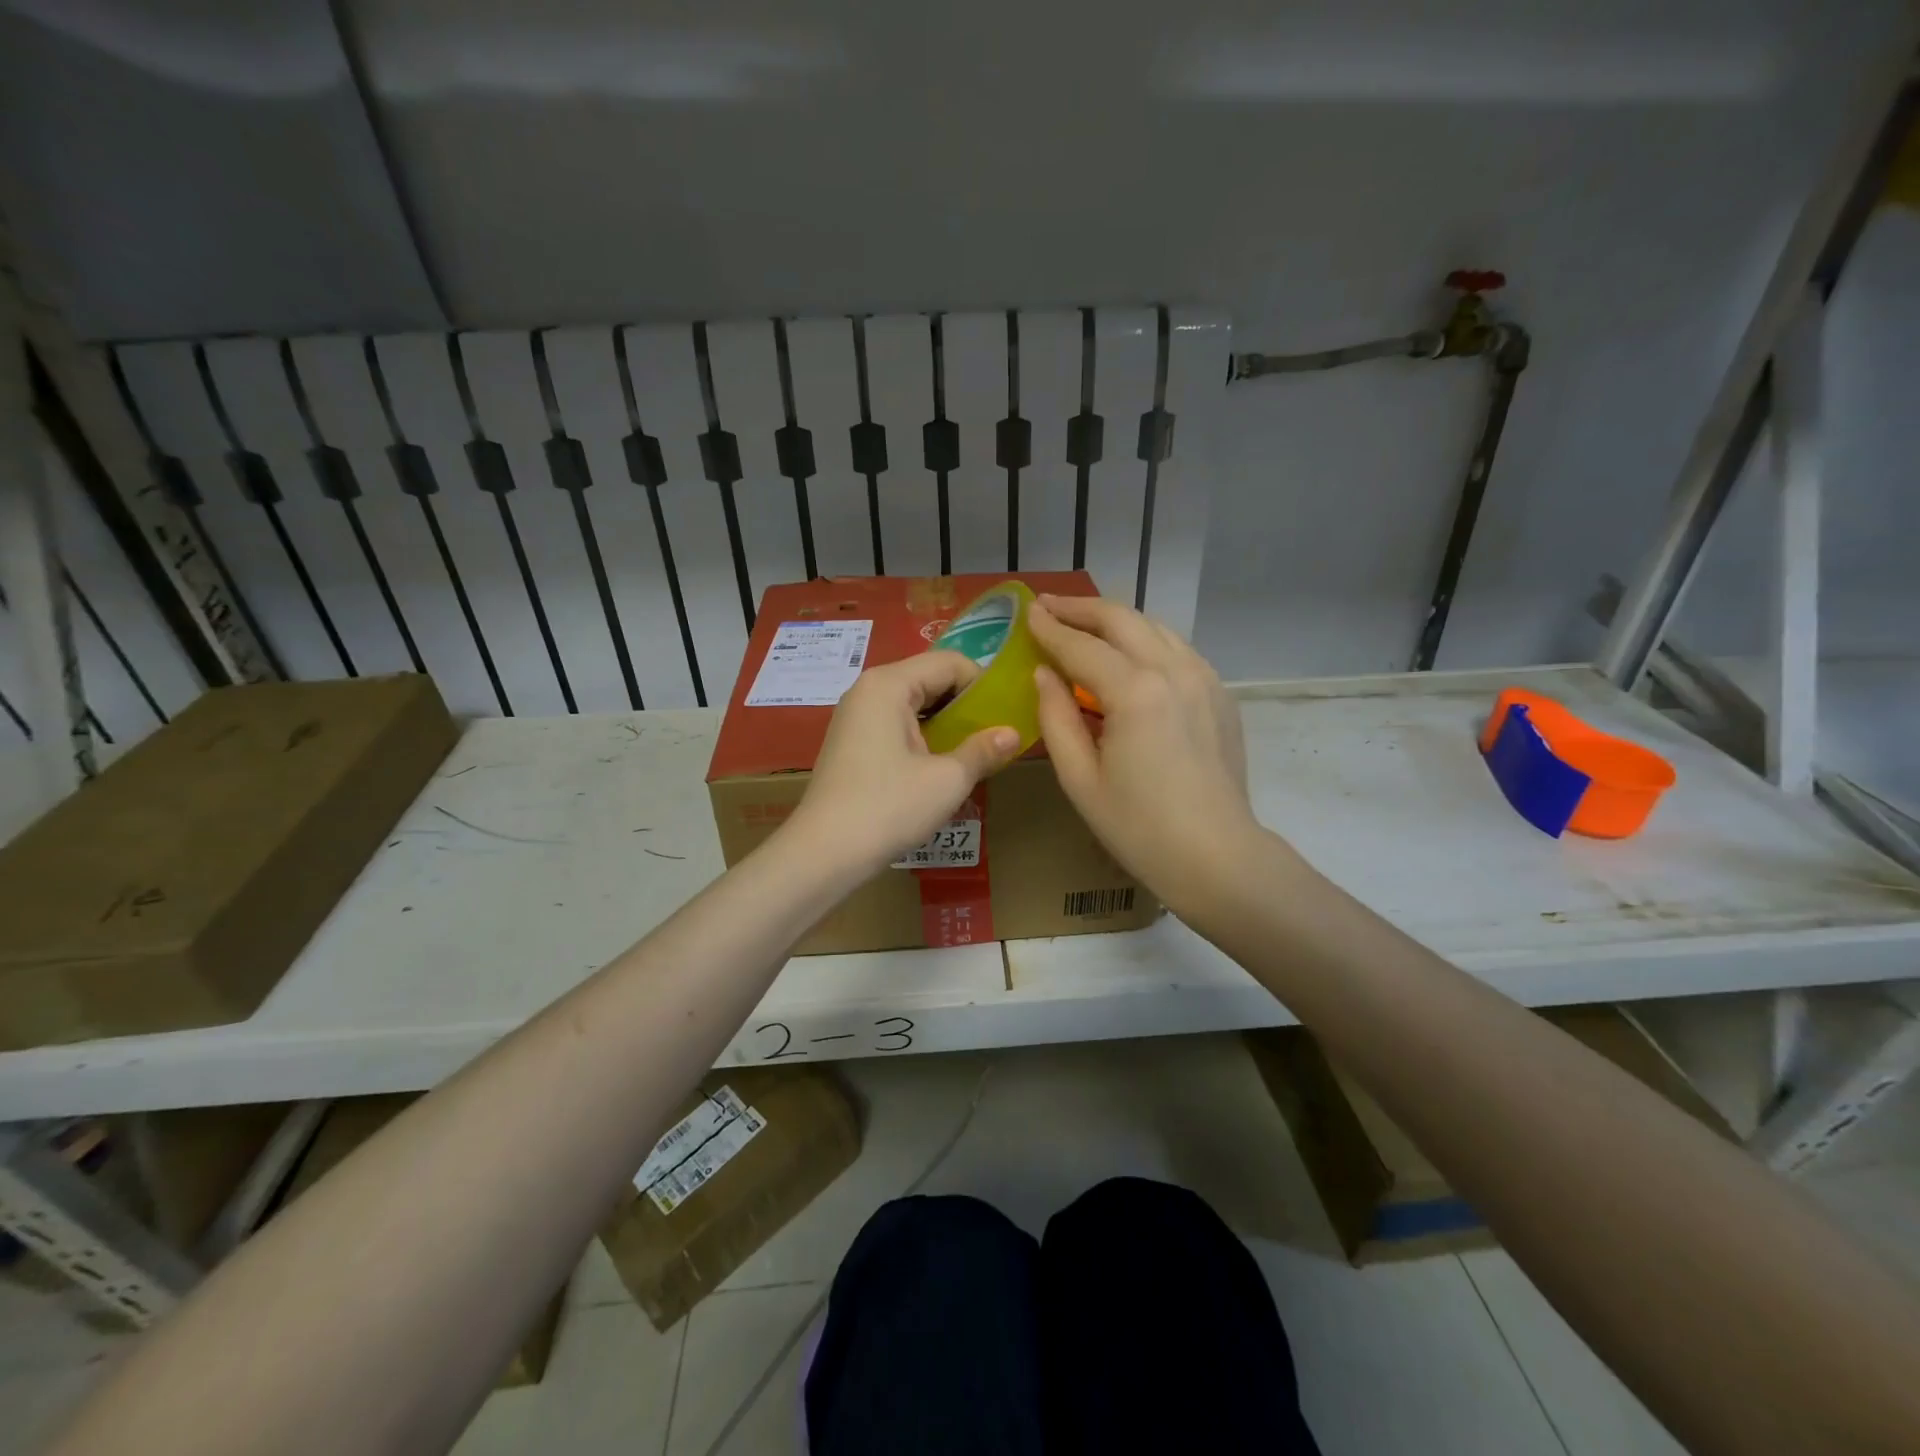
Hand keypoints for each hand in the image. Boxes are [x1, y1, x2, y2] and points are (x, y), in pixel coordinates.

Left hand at [785, 651, 1020, 874]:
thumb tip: (1014, 734)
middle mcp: (868, 690)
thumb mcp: (947, 779)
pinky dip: (923, 736)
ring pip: (914, 703)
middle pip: (929, 678)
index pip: (949, 662)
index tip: (1006, 716)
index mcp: (889, 684)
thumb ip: (983, 750)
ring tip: (972, 752)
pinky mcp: (852, 742)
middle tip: (995, 735)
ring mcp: (855, 716)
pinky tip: (939, 765)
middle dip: (965, 704)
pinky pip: (896, 724)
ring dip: (945, 723)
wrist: (824, 853)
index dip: (983, 685)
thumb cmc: (888, 808)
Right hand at [1028, 595, 1262, 913]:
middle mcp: (1173, 670)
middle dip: (1082, 608)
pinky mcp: (1219, 693)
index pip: (1082, 646)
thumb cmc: (1138, 827)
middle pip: (1122, 620)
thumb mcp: (1080, 779)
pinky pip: (1177, 649)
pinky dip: (1146, 640)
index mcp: (1135, 692)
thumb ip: (1056, 718)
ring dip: (1115, 619)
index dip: (1051, 629)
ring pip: (1154, 627)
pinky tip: (1129, 655)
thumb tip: (1044, 675)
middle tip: (1049, 607)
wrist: (1216, 856)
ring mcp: (1204, 678)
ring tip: (1084, 623)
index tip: (1028, 613)